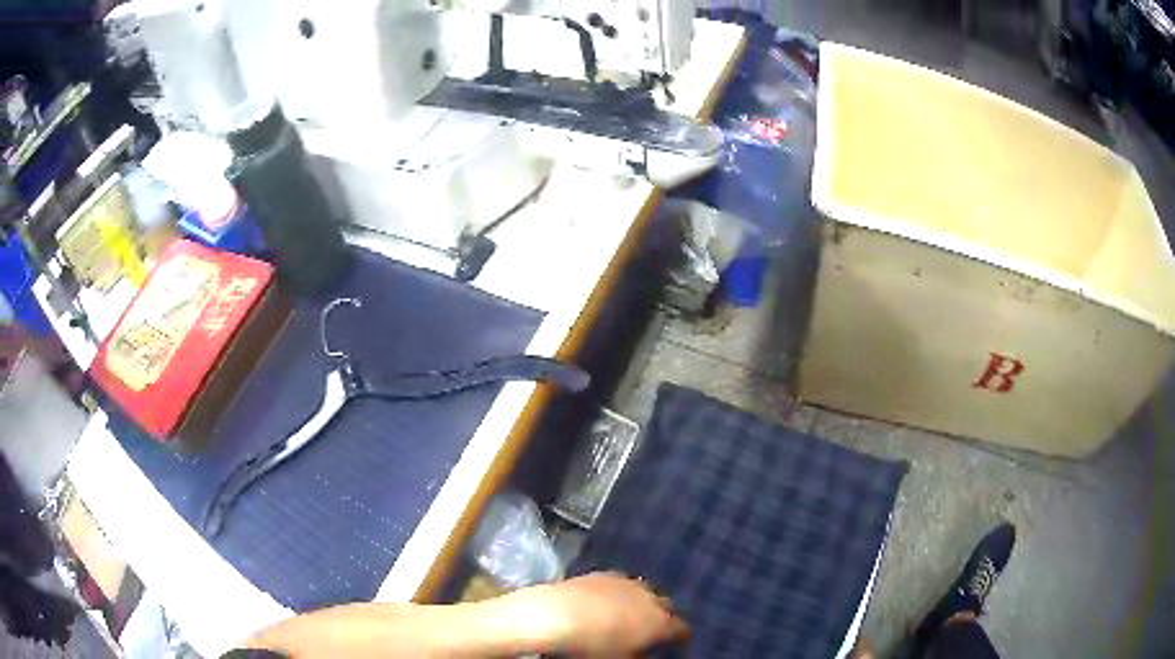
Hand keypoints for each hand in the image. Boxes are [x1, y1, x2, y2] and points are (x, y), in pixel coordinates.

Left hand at [511, 572, 689, 656]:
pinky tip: (605, 603)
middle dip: (662, 617)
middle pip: (666, 607)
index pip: (682, 630)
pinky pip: (621, 584)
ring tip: (627, 616)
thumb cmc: (592, 648)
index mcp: (661, 623)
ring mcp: (627, 582)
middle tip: (650, 632)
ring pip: (645, 591)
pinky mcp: (603, 573)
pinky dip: (619, 593)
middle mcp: (650, 598)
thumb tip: (643, 652)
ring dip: (641, 602)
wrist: (555, 616)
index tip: (672, 645)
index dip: (679, 638)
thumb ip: (639, 655)